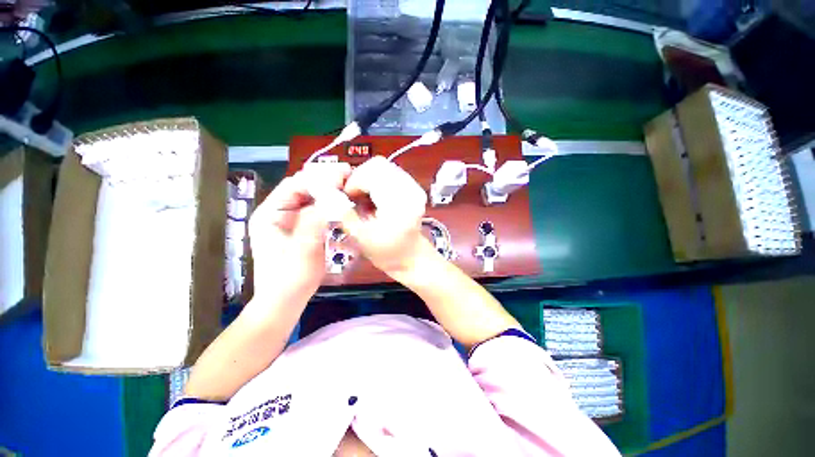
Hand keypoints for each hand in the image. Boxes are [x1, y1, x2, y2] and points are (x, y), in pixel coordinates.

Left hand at [248, 163, 350, 293]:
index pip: (295, 184)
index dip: (320, 176)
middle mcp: (277, 212)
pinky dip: (329, 204)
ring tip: (350, 187)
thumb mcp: (304, 250)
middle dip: (326, 181)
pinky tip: (343, 203)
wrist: (285, 301)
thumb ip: (315, 221)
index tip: (344, 172)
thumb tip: (332, 195)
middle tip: (350, 177)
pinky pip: (315, 210)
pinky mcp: (299, 228)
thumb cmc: (290, 279)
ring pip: (310, 198)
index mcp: (270, 213)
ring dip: (329, 191)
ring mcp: (288, 220)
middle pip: (303, 188)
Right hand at [340, 156, 429, 275]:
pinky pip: (389, 174)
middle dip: (359, 178)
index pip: (372, 173)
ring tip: (363, 199)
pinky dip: (376, 182)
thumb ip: (344, 215)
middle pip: (378, 164)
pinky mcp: (412, 188)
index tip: (345, 198)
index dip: (353, 182)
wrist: (412, 257)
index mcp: (400, 201)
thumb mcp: (362, 238)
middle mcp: (410, 188)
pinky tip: (374, 198)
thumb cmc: (388, 253)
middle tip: (352, 197)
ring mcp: (413, 186)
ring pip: (383, 167)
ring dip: (367, 179)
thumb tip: (327, 194)